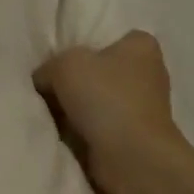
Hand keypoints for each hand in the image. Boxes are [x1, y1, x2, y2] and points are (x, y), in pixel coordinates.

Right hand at [34, 31, 185, 193]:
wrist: (130, 156)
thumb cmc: (104, 97)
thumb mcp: (63, 65)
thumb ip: (48, 67)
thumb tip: (44, 81)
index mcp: (141, 46)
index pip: (111, 37)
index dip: (85, 46)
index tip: (61, 59)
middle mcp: (148, 73)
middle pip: (100, 70)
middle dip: (77, 79)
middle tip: (48, 86)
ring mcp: (144, 107)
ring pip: (98, 99)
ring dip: (77, 107)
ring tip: (52, 112)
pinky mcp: (135, 135)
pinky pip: (100, 124)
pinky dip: (83, 129)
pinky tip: (64, 132)